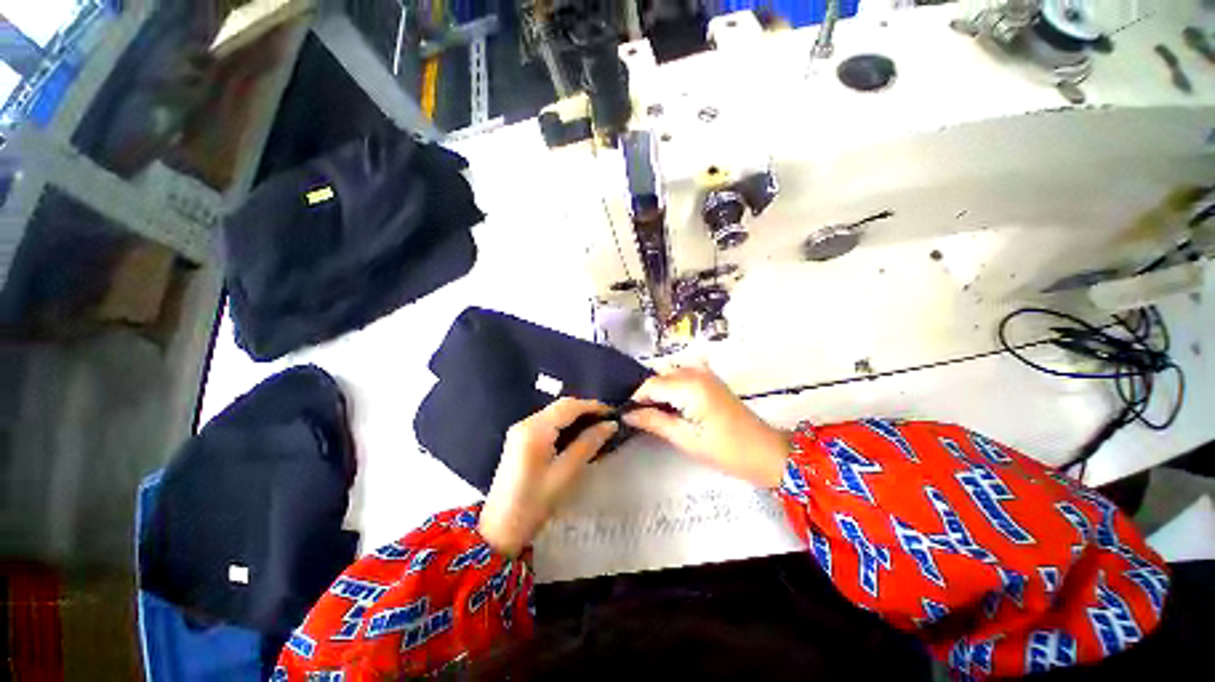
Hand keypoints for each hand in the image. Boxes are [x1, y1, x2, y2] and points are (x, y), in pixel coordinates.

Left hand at [479, 398, 617, 556]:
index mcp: (535, 429)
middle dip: (585, 410)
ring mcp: (521, 430)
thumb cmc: (534, 503)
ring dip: (576, 417)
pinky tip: (578, 435)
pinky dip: (565, 425)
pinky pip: (548, 423)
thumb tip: (610, 425)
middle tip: (607, 420)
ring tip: (598, 426)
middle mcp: (526, 422)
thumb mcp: (565, 473)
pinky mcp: (521, 439)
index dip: (592, 406)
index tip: (613, 412)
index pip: (568, 406)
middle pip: (560, 406)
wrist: (500, 528)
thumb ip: (588, 444)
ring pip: (555, 413)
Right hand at [624, 365, 788, 487]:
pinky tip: (672, 402)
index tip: (626, 415)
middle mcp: (696, 372)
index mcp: (689, 386)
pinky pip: (683, 373)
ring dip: (660, 388)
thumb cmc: (726, 450)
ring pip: (670, 373)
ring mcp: (705, 373)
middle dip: (647, 394)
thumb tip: (628, 415)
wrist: (765, 452)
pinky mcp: (711, 379)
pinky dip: (673, 384)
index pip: (650, 384)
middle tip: (639, 416)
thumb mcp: (685, 438)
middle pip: (659, 376)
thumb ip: (654, 421)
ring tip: (655, 411)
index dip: (635, 399)